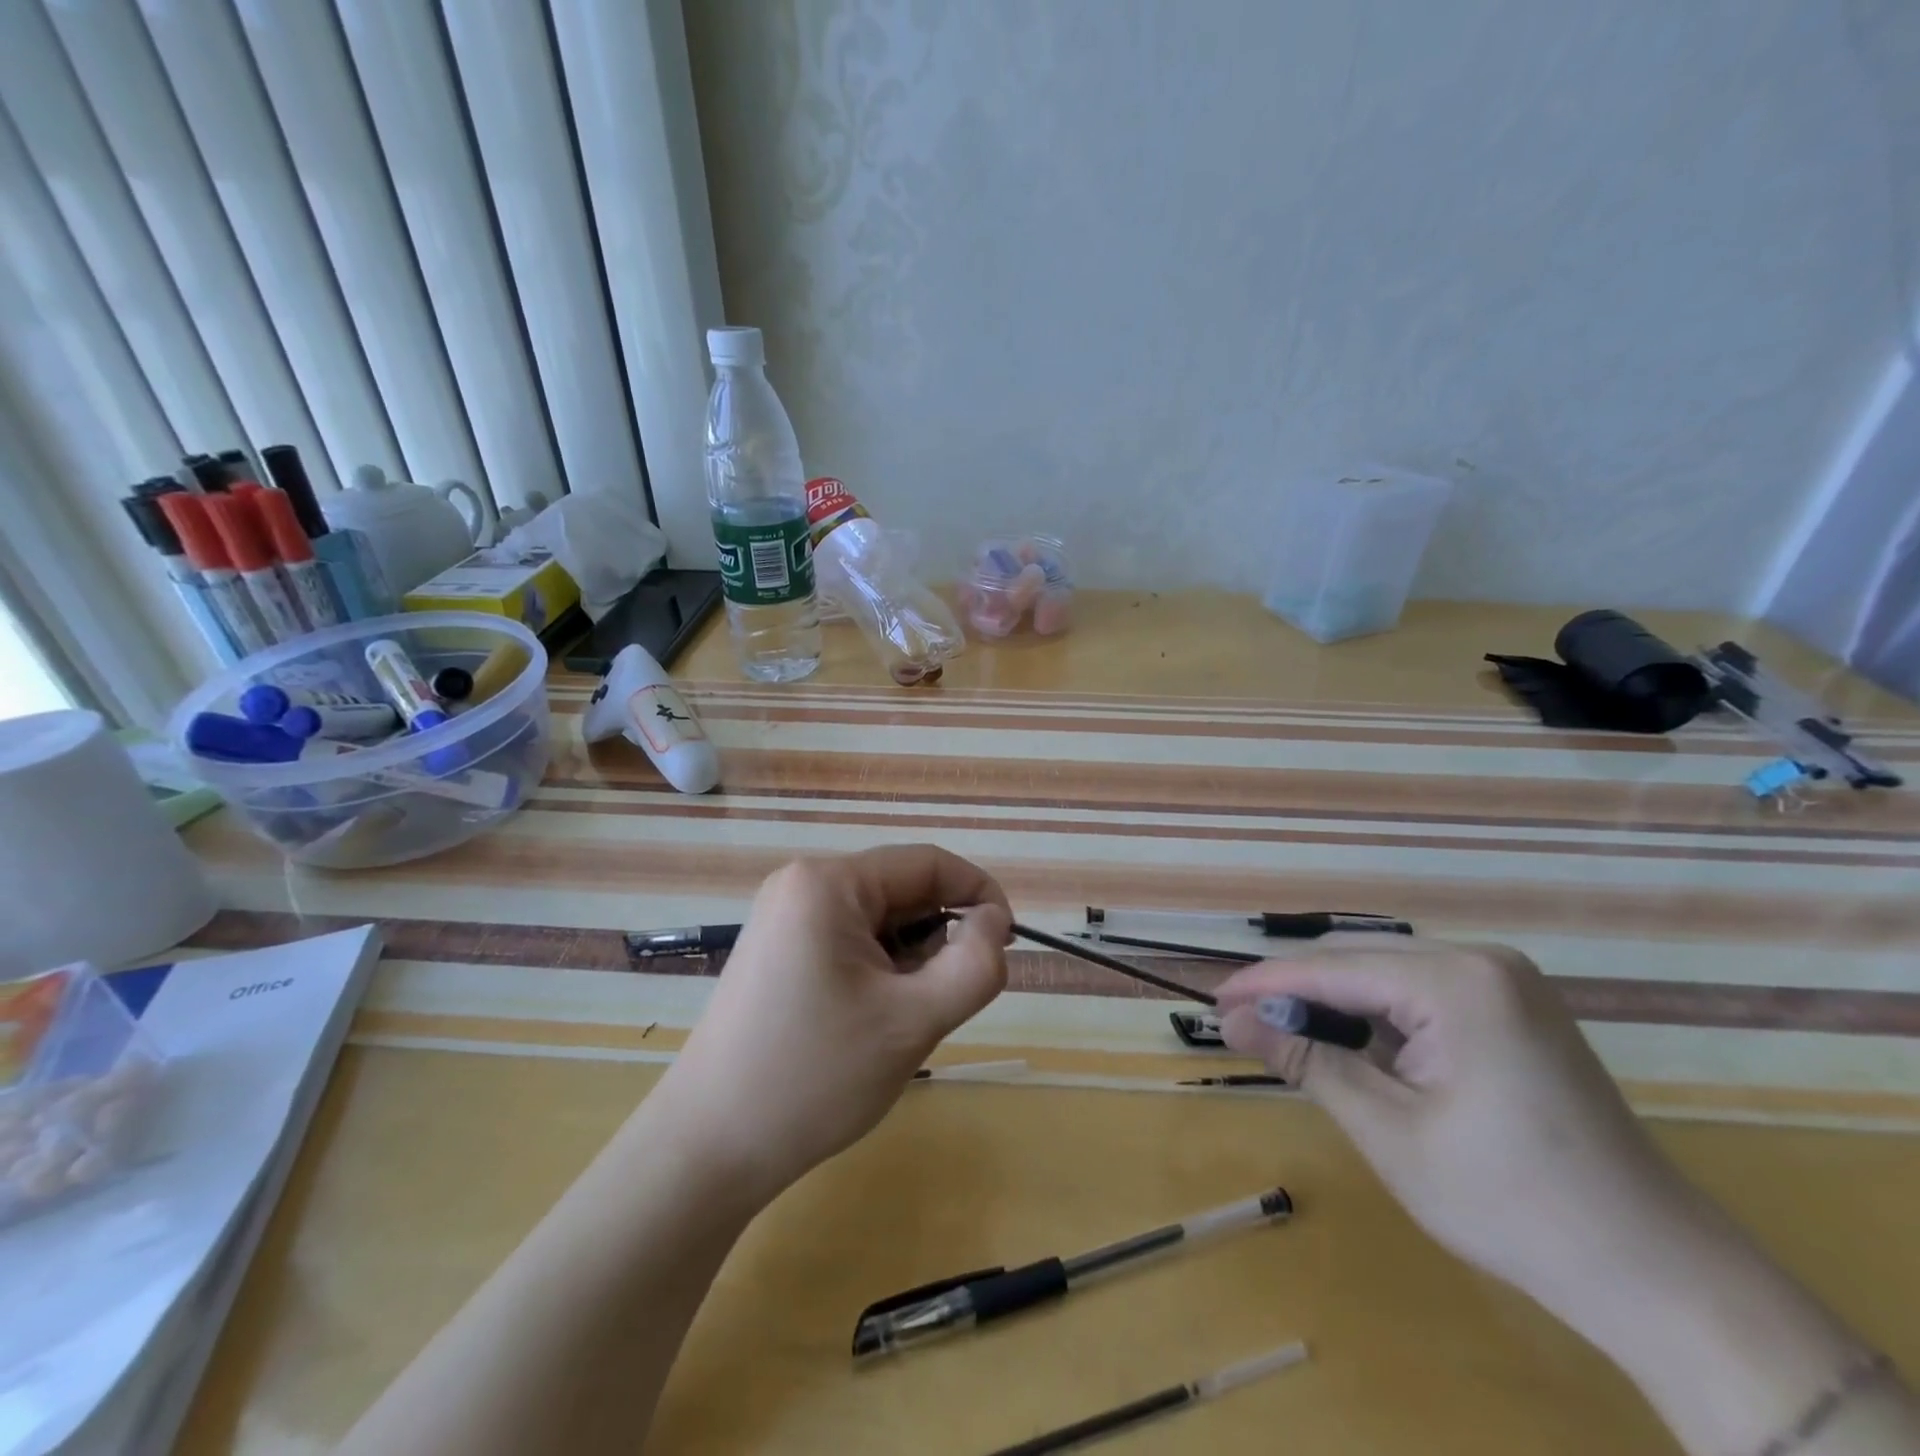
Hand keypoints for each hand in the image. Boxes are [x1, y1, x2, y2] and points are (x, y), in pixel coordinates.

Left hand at [656, 846, 1012, 1207]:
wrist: (708, 1147)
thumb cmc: (815, 1078)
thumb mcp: (913, 1022)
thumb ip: (974, 966)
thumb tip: (994, 923)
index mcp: (828, 883)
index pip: (928, 864)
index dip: (979, 895)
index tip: (1008, 944)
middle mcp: (801, 884)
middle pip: (901, 891)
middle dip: (938, 938)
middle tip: (947, 1001)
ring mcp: (783, 916)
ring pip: (878, 920)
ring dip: (909, 960)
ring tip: (899, 1020)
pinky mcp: (777, 949)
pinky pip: (849, 940)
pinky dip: (878, 970)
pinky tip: (868, 1020)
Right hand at [1214, 937, 1712, 1337]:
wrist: (1658, 1273)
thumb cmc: (1512, 1204)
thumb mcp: (1389, 1130)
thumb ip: (1306, 1060)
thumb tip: (1233, 1019)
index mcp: (1457, 981)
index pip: (1332, 967)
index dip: (1265, 984)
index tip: (1213, 1002)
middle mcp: (1482, 960)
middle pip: (1359, 959)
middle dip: (1297, 990)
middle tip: (1242, 1023)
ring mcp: (1506, 981)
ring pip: (1387, 972)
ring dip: (1336, 1002)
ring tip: (1287, 1036)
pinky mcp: (1516, 1007)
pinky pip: (1422, 992)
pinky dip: (1378, 1015)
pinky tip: (1356, 1046)